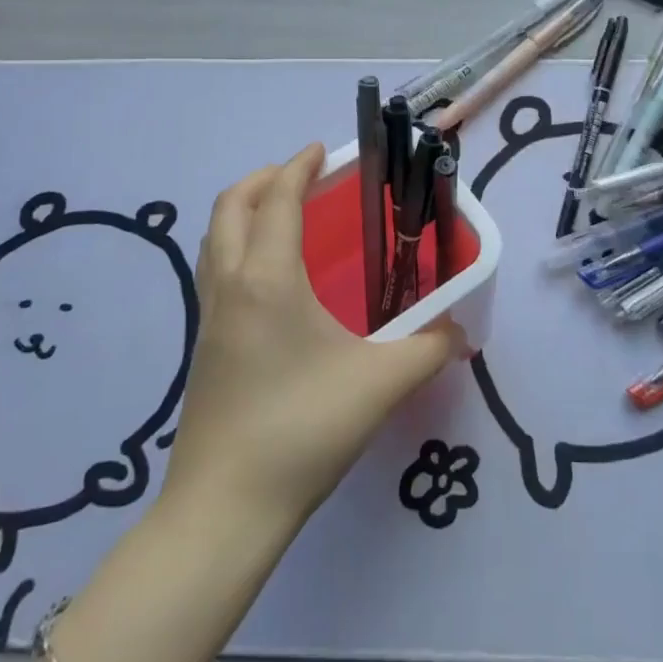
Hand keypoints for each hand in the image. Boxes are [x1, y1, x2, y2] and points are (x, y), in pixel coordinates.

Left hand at [162, 145, 464, 527]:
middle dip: (266, 178)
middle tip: (304, 178)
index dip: (299, 167)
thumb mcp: (380, 384)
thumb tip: (459, 332)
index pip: (279, 198)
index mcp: (268, 278)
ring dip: (246, 210)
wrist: (224, 509)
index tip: (323, 152)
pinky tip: (273, 279)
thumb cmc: (301, 429)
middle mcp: (231, 284)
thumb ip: (428, 349)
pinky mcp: (203, 346)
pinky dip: (238, 245)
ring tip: (286, 217)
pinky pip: (216, 269)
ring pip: (216, 237)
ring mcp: (210, 316)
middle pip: (232, 205)